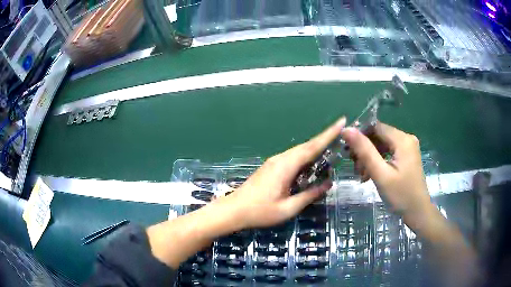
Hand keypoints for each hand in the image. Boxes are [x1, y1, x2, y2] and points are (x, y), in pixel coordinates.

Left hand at [221, 117, 346, 228]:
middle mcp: (280, 159)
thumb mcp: (288, 208)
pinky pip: (292, 158)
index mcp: (285, 166)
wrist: (233, 210)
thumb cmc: (260, 212)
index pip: (312, 147)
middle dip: (324, 139)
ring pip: (299, 152)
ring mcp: (274, 162)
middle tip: (341, 134)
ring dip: (315, 149)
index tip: (341, 122)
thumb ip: (309, 195)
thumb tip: (328, 184)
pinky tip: (311, 165)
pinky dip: (305, 158)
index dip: (328, 134)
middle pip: (306, 146)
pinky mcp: (271, 167)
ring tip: (331, 149)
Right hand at [340, 123, 435, 228]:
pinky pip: (388, 152)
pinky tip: (370, 174)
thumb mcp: (381, 174)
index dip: (359, 135)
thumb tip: (346, 129)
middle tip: (355, 168)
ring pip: (382, 145)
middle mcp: (406, 138)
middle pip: (379, 136)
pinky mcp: (406, 156)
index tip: (346, 150)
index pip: (375, 126)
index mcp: (402, 139)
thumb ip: (365, 151)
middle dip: (364, 150)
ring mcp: (407, 148)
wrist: (418, 212)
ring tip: (361, 174)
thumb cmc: (400, 195)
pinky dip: (378, 161)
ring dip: (369, 157)